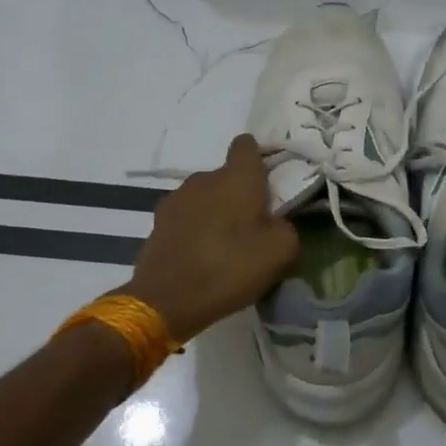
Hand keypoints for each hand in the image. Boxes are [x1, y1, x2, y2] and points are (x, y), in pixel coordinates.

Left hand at [125, 134, 299, 343]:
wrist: (166, 301)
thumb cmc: (230, 268)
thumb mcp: (281, 251)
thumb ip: (286, 226)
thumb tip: (276, 222)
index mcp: (237, 177)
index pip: (247, 145)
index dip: (259, 157)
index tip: (269, 180)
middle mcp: (204, 178)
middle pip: (227, 176)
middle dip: (240, 194)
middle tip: (253, 225)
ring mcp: (177, 199)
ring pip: (205, 196)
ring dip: (216, 211)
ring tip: (225, 244)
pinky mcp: (158, 222)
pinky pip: (186, 216)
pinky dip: (196, 229)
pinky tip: (201, 255)